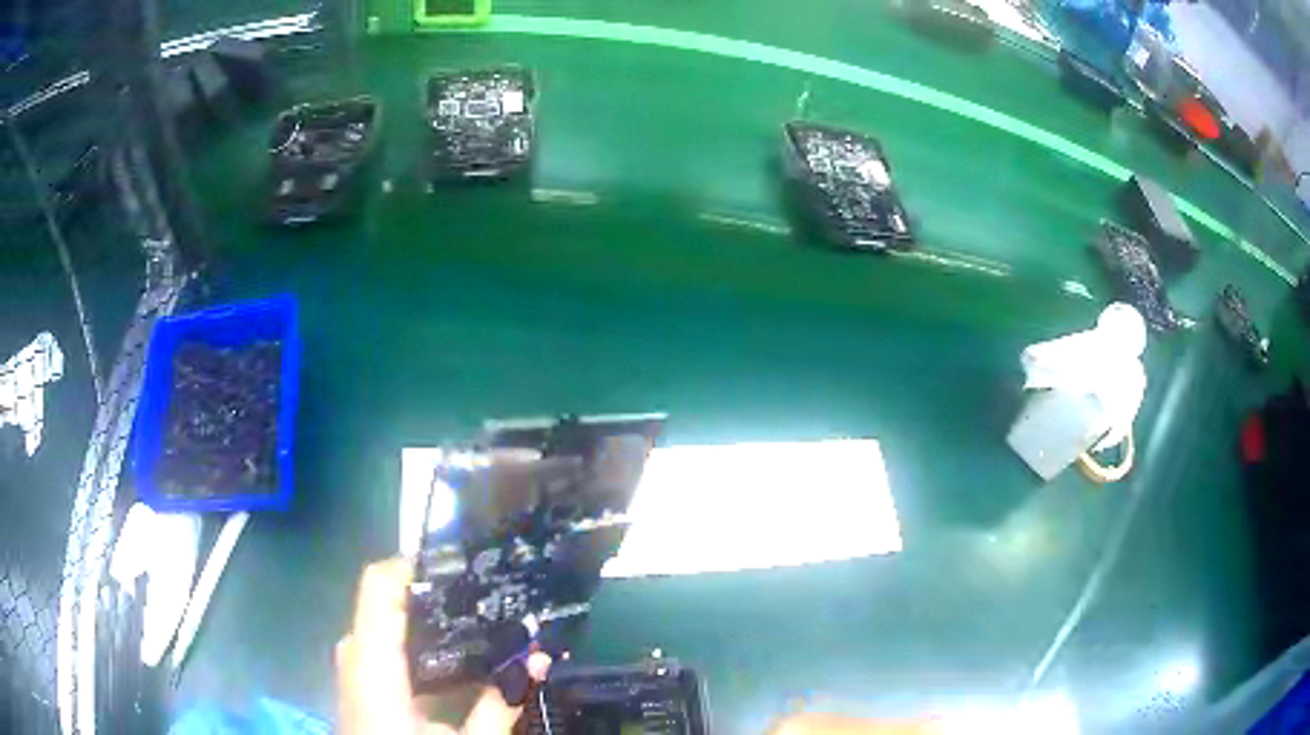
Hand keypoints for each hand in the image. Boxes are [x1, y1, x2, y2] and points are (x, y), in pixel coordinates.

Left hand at [336, 557, 551, 734]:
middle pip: (387, 602)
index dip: (418, 562)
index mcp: (373, 663)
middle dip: (436, 596)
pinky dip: (418, 646)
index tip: (467, 560)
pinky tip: (454, 662)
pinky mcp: (359, 684)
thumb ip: (499, 704)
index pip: (380, 584)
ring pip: (387, 626)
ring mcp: (353, 669)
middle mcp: (355, 655)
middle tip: (485, 594)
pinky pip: (385, 648)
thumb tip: (539, 659)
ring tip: (476, 620)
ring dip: (428, 622)